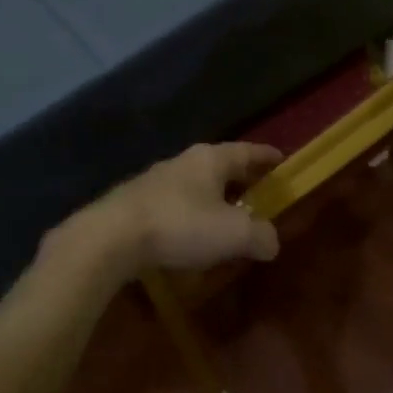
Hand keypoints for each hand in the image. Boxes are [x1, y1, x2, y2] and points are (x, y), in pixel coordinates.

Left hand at [84, 141, 282, 276]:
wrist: (111, 237)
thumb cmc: (180, 225)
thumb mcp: (233, 233)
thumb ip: (260, 235)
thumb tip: (271, 241)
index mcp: (211, 159)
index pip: (247, 151)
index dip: (266, 157)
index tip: (281, 161)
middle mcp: (184, 162)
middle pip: (221, 166)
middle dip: (241, 178)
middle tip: (259, 191)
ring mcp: (156, 180)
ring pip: (196, 184)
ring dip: (213, 198)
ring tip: (227, 216)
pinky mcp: (136, 202)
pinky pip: (175, 203)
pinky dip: (191, 214)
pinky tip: (192, 234)